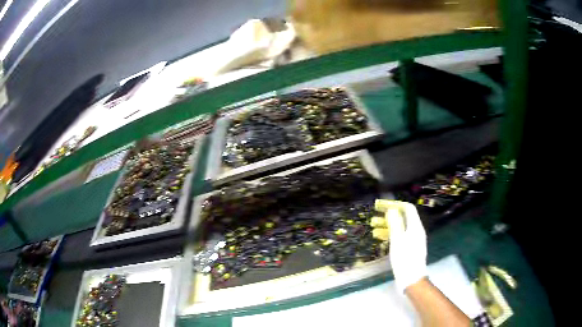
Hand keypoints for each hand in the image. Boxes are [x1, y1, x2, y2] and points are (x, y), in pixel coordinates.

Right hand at [375, 200, 427, 292]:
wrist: (412, 278)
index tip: (382, 205)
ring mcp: (413, 240)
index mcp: (415, 226)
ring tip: (373, 226)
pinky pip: (400, 236)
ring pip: (400, 228)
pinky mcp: (410, 248)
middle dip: (389, 215)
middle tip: (375, 214)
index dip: (395, 204)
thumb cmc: (404, 259)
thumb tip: (391, 209)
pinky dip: (390, 234)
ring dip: (387, 225)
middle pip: (403, 218)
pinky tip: (380, 237)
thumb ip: (394, 224)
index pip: (408, 208)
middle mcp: (416, 231)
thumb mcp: (397, 240)